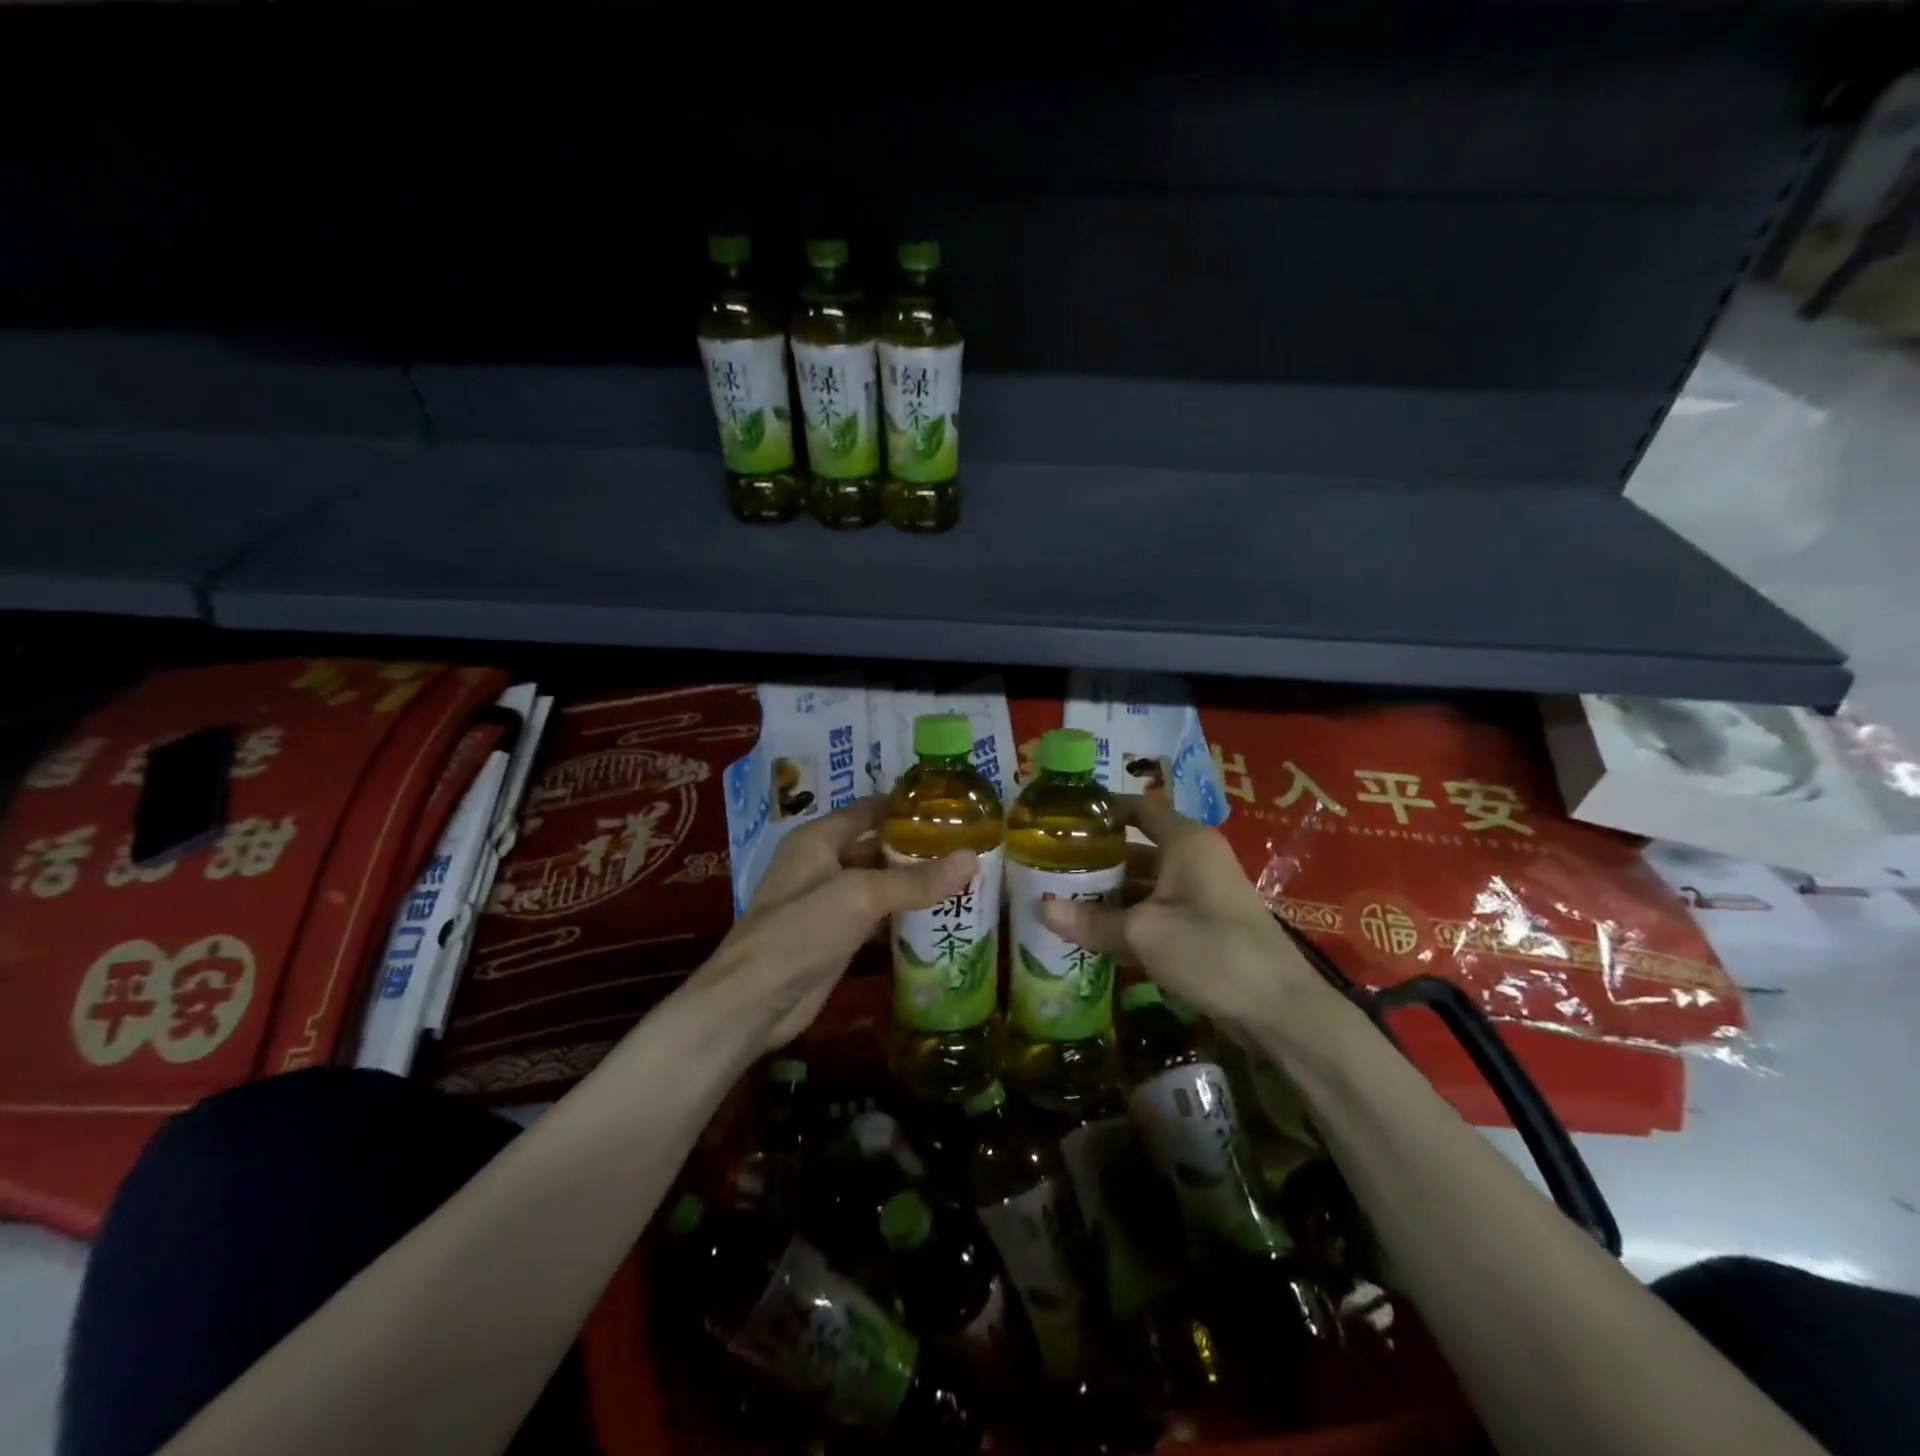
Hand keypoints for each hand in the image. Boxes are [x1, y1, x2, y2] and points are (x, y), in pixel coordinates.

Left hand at [685, 796, 975, 1051]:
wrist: (753, 1003)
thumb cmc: (800, 932)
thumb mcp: (860, 896)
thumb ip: (915, 880)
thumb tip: (971, 859)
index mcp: (819, 839)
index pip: (870, 809)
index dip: (908, 806)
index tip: (954, 808)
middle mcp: (823, 863)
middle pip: (878, 846)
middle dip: (919, 847)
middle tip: (970, 846)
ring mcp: (829, 902)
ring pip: (880, 883)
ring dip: (915, 882)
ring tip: (966, 878)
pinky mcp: (837, 936)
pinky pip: (877, 915)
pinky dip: (904, 914)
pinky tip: (940, 916)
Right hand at [1037, 796, 1329, 1032]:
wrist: (1280, 1009)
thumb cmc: (1212, 951)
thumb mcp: (1143, 934)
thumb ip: (1091, 921)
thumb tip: (1040, 909)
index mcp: (1185, 842)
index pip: (1137, 808)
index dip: (1101, 810)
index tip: (1062, 820)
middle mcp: (1195, 858)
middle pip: (1136, 847)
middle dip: (1096, 859)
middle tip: (1051, 867)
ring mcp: (1202, 893)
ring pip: (1145, 883)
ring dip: (1109, 893)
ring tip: (1063, 900)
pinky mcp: (1205, 924)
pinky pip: (1157, 910)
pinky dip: (1129, 917)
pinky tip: (1095, 933)